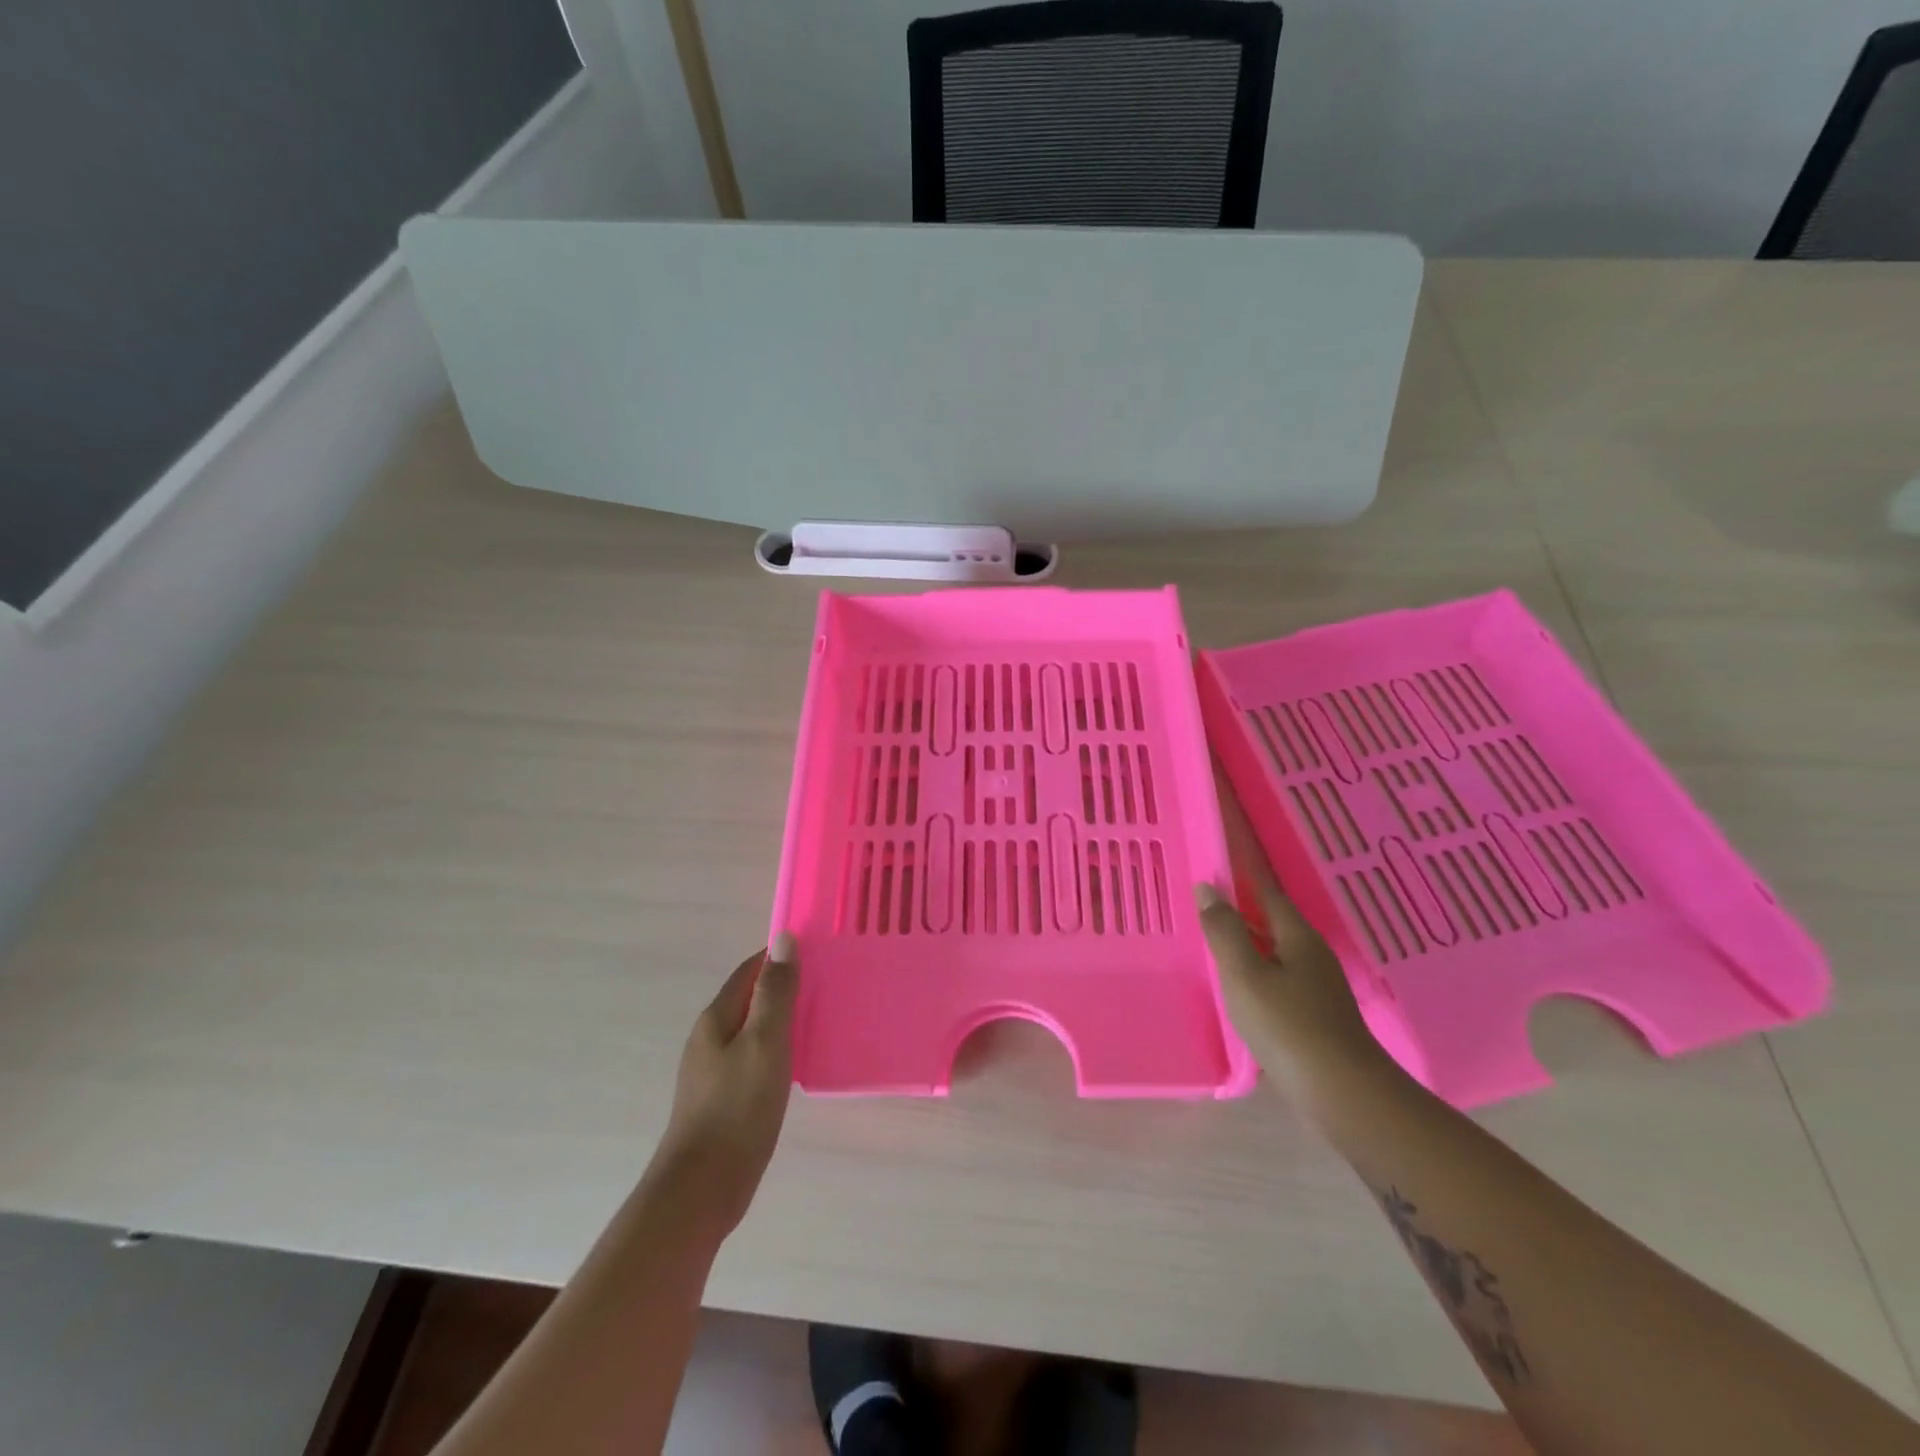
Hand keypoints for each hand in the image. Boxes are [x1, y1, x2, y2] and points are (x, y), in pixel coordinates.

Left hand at [652, 936, 798, 1238]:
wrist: (701, 1191)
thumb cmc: (737, 1109)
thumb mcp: (764, 1042)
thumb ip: (775, 992)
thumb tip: (784, 940)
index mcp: (717, 1018)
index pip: (751, 970)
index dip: (781, 957)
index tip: (820, 952)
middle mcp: (711, 1038)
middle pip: (751, 998)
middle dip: (786, 986)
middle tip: (830, 984)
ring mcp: (714, 1070)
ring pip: (754, 1029)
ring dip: (784, 1019)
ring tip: (823, 1019)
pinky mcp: (724, 1099)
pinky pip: (755, 1058)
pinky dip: (779, 1050)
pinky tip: (799, 1064)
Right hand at [1196, 784, 1393, 1117]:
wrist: (1341, 1092)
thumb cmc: (1287, 1025)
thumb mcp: (1244, 974)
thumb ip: (1224, 930)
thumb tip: (1208, 888)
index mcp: (1296, 936)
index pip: (1266, 892)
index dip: (1242, 875)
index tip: (1218, 860)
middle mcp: (1311, 953)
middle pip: (1273, 920)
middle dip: (1242, 908)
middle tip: (1205, 901)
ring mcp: (1318, 985)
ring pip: (1276, 950)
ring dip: (1248, 940)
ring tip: (1215, 940)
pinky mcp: (1316, 1013)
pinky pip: (1279, 976)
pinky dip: (1256, 969)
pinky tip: (1240, 986)